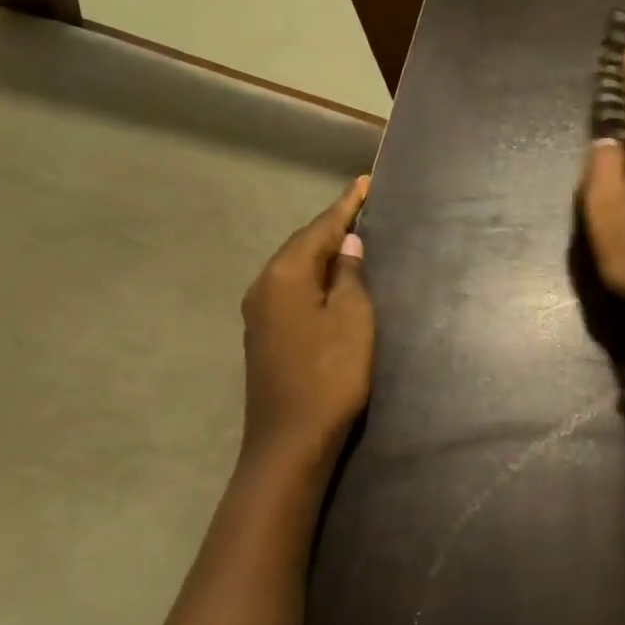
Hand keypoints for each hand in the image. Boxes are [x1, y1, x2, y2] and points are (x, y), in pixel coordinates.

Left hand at [240, 175, 374, 465]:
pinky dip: (315, 278)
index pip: (320, 229)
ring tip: (353, 240)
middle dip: (333, 227)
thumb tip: (349, 245)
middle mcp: (264, 287)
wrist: (290, 442)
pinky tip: (333, 282)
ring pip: (296, 269)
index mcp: (285, 276)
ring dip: (324, 253)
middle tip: (363, 209)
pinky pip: (293, 290)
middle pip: (302, 246)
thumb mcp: (353, 320)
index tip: (365, 182)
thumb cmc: (329, 376)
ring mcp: (260, 313)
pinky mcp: (265, 336)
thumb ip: (351, 276)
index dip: (346, 206)